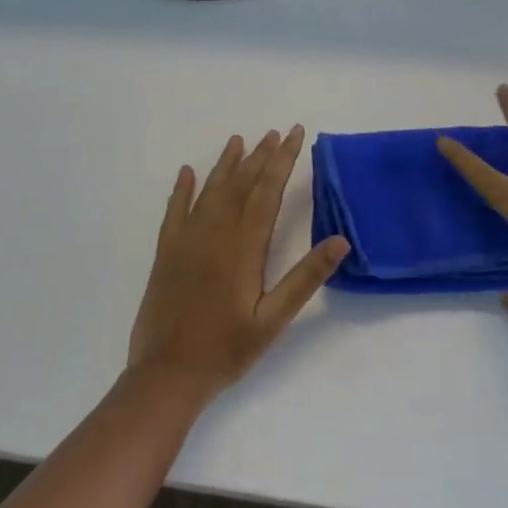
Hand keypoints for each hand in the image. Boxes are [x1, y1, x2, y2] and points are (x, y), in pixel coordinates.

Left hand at [128, 127, 349, 402]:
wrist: (167, 375)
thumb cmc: (226, 349)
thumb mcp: (274, 319)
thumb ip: (306, 277)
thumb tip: (341, 240)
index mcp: (243, 246)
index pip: (268, 190)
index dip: (283, 160)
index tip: (296, 134)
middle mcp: (215, 232)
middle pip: (241, 183)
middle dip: (261, 155)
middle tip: (276, 132)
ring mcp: (187, 240)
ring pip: (210, 191)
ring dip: (226, 164)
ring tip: (239, 140)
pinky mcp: (167, 253)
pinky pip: (175, 211)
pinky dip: (181, 189)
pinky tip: (186, 173)